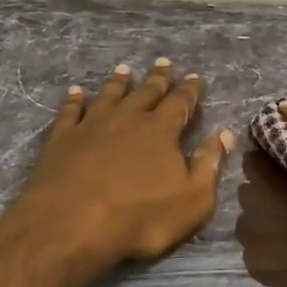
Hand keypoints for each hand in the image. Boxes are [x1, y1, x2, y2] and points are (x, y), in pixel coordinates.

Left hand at [15, 59, 234, 264]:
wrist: (72, 223)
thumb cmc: (140, 217)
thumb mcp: (192, 201)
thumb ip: (209, 165)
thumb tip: (224, 134)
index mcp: (161, 131)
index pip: (180, 103)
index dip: (190, 90)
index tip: (196, 77)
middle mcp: (127, 118)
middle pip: (146, 92)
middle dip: (158, 78)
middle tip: (164, 62)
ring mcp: (91, 125)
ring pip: (109, 95)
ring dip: (119, 82)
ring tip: (125, 69)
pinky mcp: (62, 138)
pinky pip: (70, 111)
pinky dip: (74, 99)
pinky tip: (75, 92)